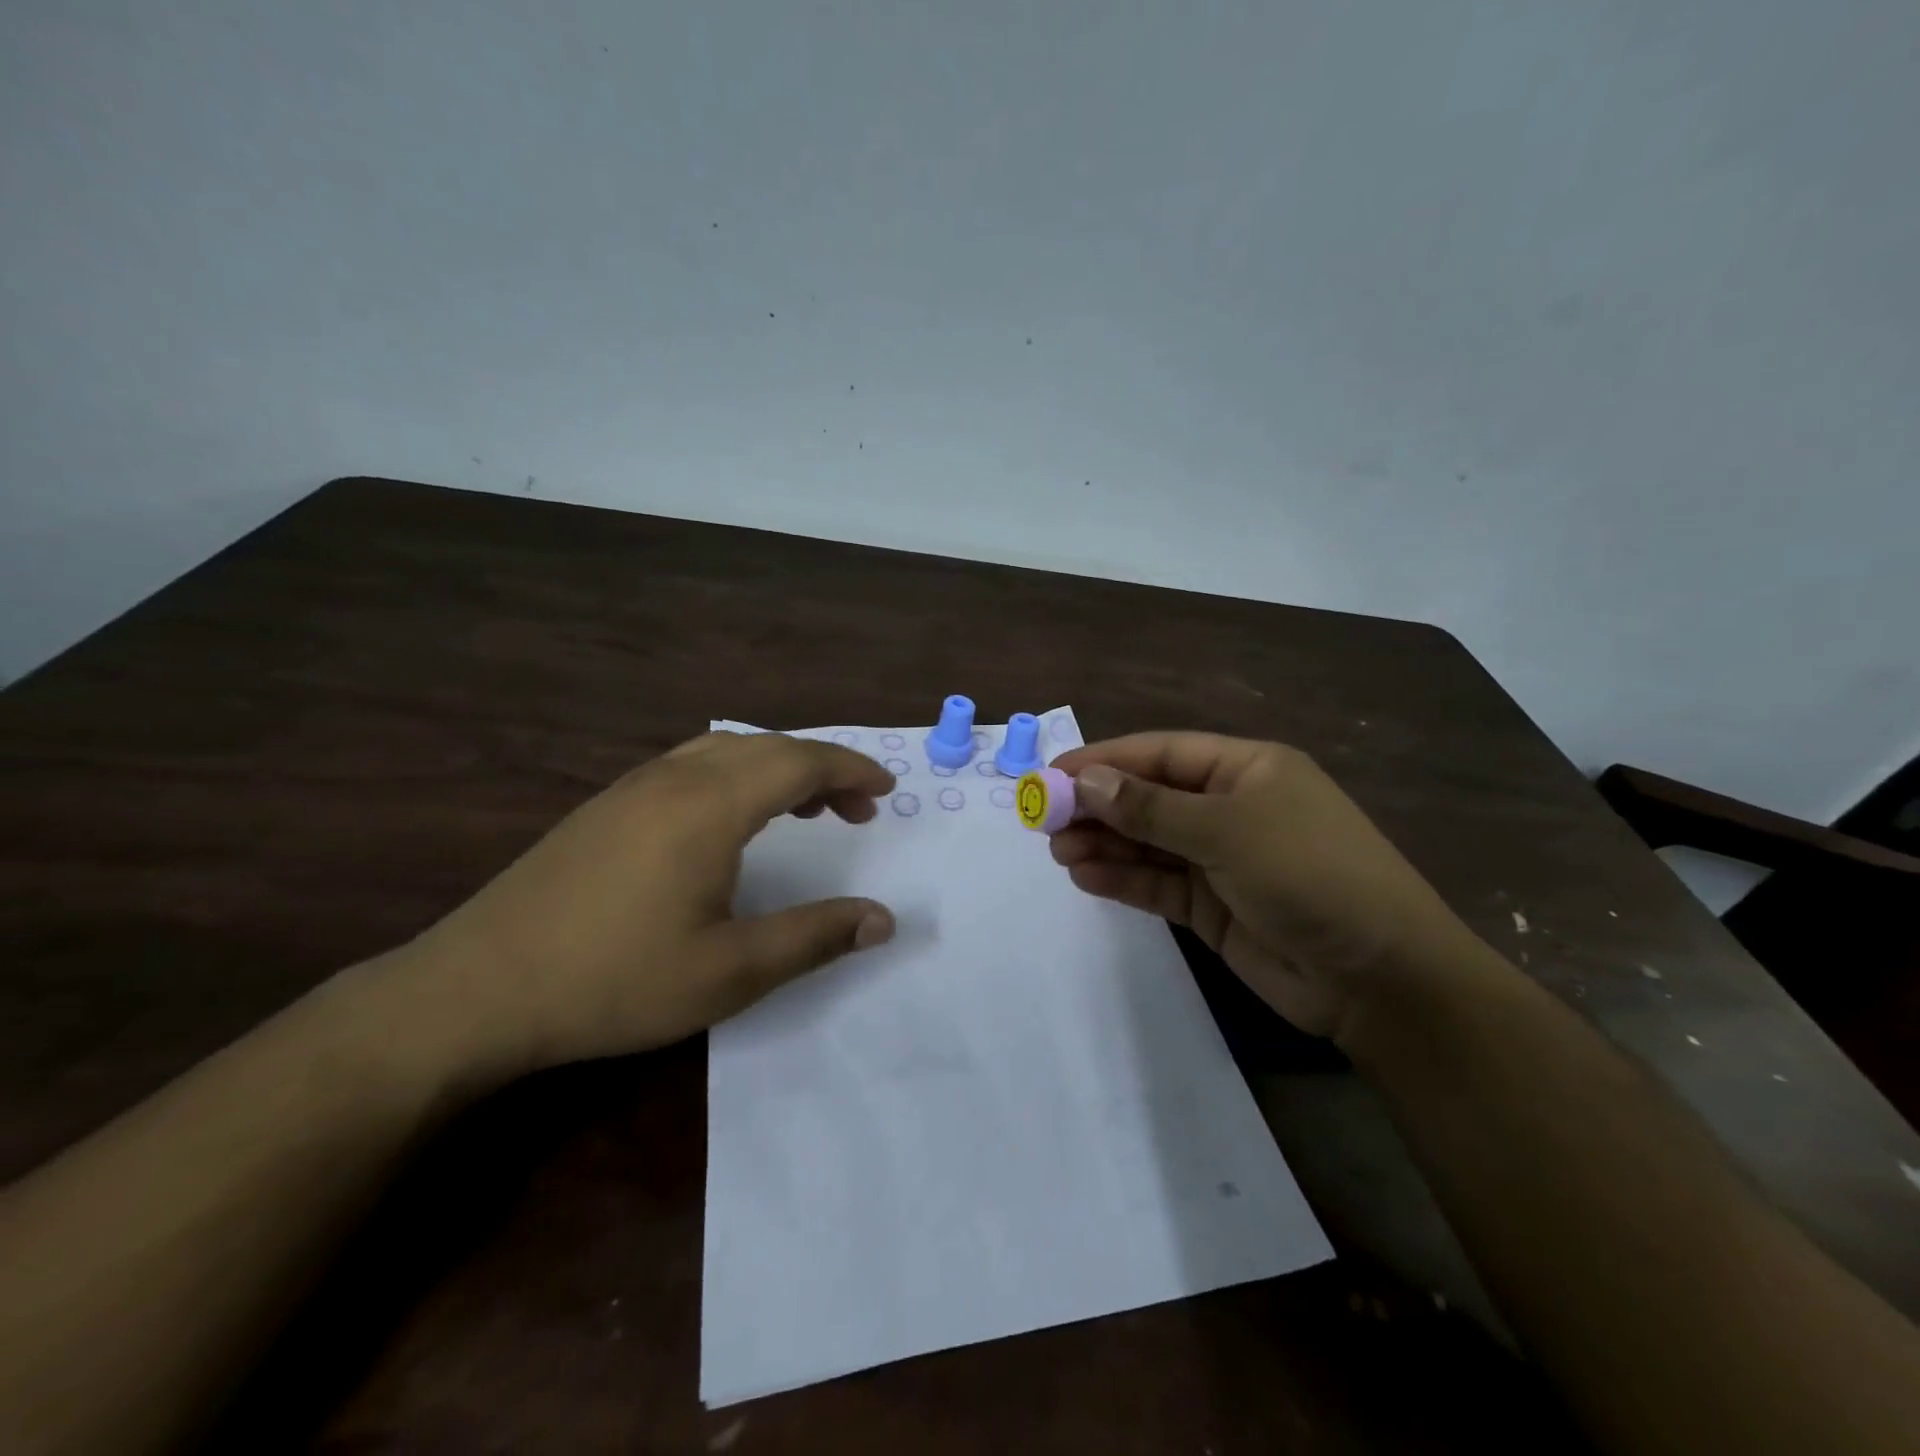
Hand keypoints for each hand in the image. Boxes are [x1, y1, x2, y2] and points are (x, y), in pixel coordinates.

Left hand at [408, 731, 897, 1079]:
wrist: (476, 990)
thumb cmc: (614, 981)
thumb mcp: (730, 972)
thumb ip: (814, 937)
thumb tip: (883, 920)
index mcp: (709, 806)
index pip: (799, 762)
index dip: (850, 769)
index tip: (885, 790)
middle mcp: (674, 778)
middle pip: (767, 746)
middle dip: (822, 767)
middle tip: (857, 809)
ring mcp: (633, 787)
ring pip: (725, 748)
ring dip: (776, 766)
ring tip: (805, 807)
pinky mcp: (606, 805)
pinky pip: (692, 763)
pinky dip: (736, 773)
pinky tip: (732, 817)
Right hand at [1048, 732, 1492, 1047]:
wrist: (1378, 978)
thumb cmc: (1308, 875)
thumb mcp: (1227, 830)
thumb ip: (1151, 808)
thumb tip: (1086, 781)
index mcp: (1245, 769)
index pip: (1160, 753)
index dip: (1104, 761)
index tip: (1051, 774)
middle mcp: (1230, 807)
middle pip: (1148, 797)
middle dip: (1097, 806)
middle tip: (1043, 820)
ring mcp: (1221, 858)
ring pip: (1148, 842)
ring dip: (1104, 844)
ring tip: (1058, 852)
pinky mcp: (1213, 905)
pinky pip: (1158, 883)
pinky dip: (1123, 879)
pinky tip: (1085, 877)